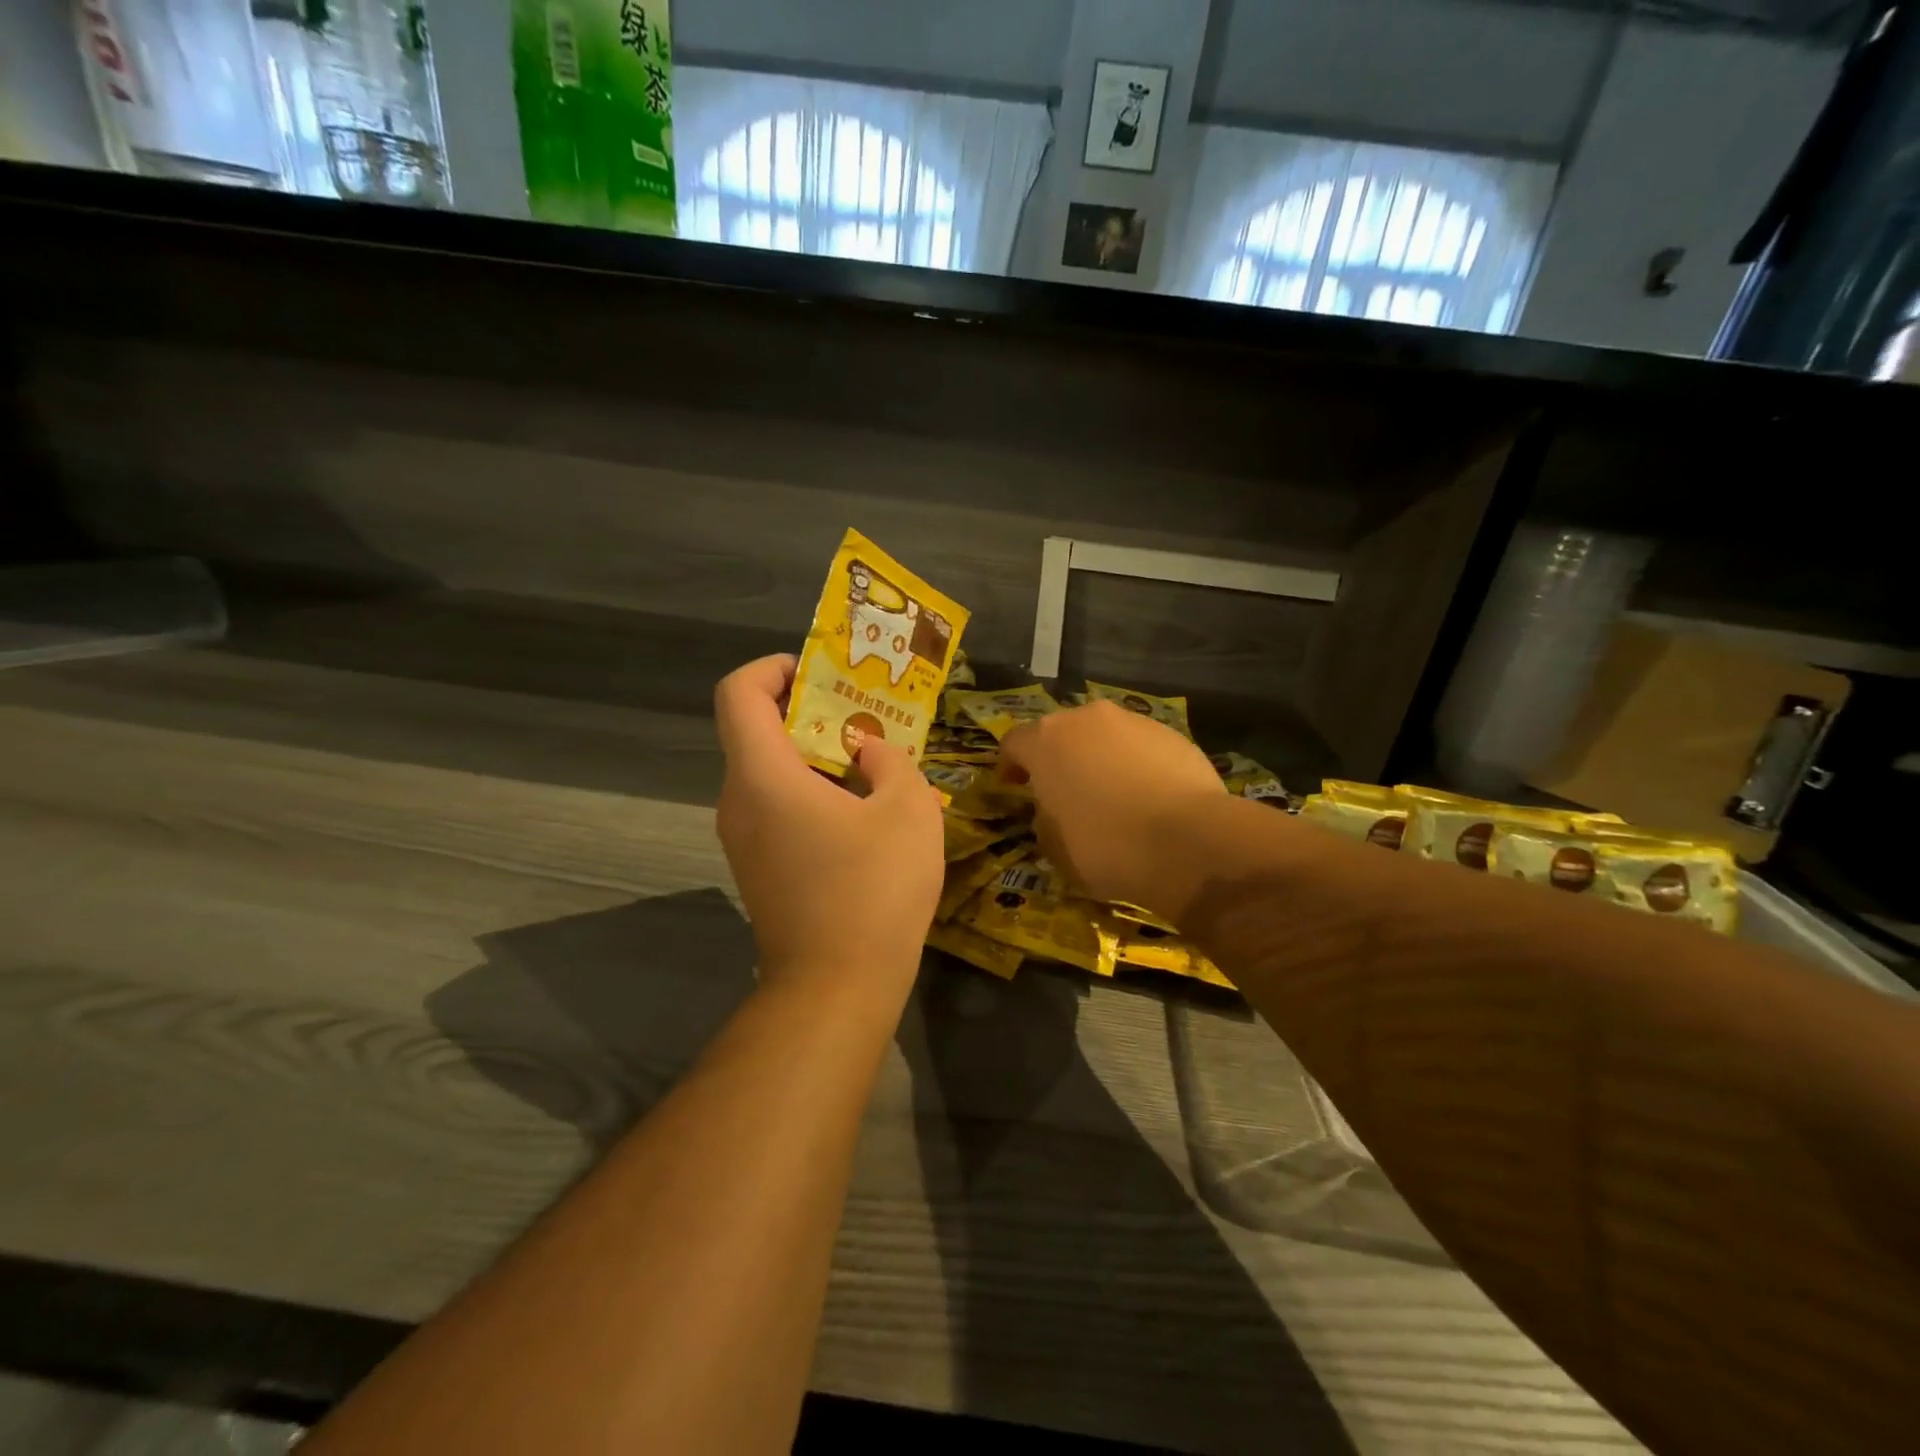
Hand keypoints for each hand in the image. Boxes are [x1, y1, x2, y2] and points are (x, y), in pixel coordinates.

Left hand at [714, 655, 943, 996]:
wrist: (836, 989)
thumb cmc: (873, 890)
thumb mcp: (908, 810)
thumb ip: (891, 761)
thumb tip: (869, 752)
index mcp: (763, 775)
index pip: (738, 693)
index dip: (772, 667)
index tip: (819, 673)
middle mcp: (738, 801)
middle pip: (756, 731)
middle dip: (809, 711)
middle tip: (864, 716)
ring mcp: (742, 839)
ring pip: (770, 772)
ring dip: (815, 755)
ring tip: (873, 764)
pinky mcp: (757, 868)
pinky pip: (776, 807)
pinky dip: (811, 792)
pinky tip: (861, 814)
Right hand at [999, 700, 1225, 917]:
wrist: (1189, 840)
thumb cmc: (1105, 845)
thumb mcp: (1054, 846)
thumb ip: (1045, 818)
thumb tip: (1055, 810)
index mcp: (1046, 740)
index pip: (1014, 743)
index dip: (1010, 765)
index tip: (1013, 786)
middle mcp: (1086, 718)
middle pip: (1061, 733)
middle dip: (1058, 758)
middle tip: (1063, 791)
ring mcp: (1133, 721)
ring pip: (1104, 737)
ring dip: (1099, 759)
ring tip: (1111, 795)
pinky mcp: (1173, 734)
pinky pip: (1141, 748)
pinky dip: (1136, 766)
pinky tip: (1148, 797)